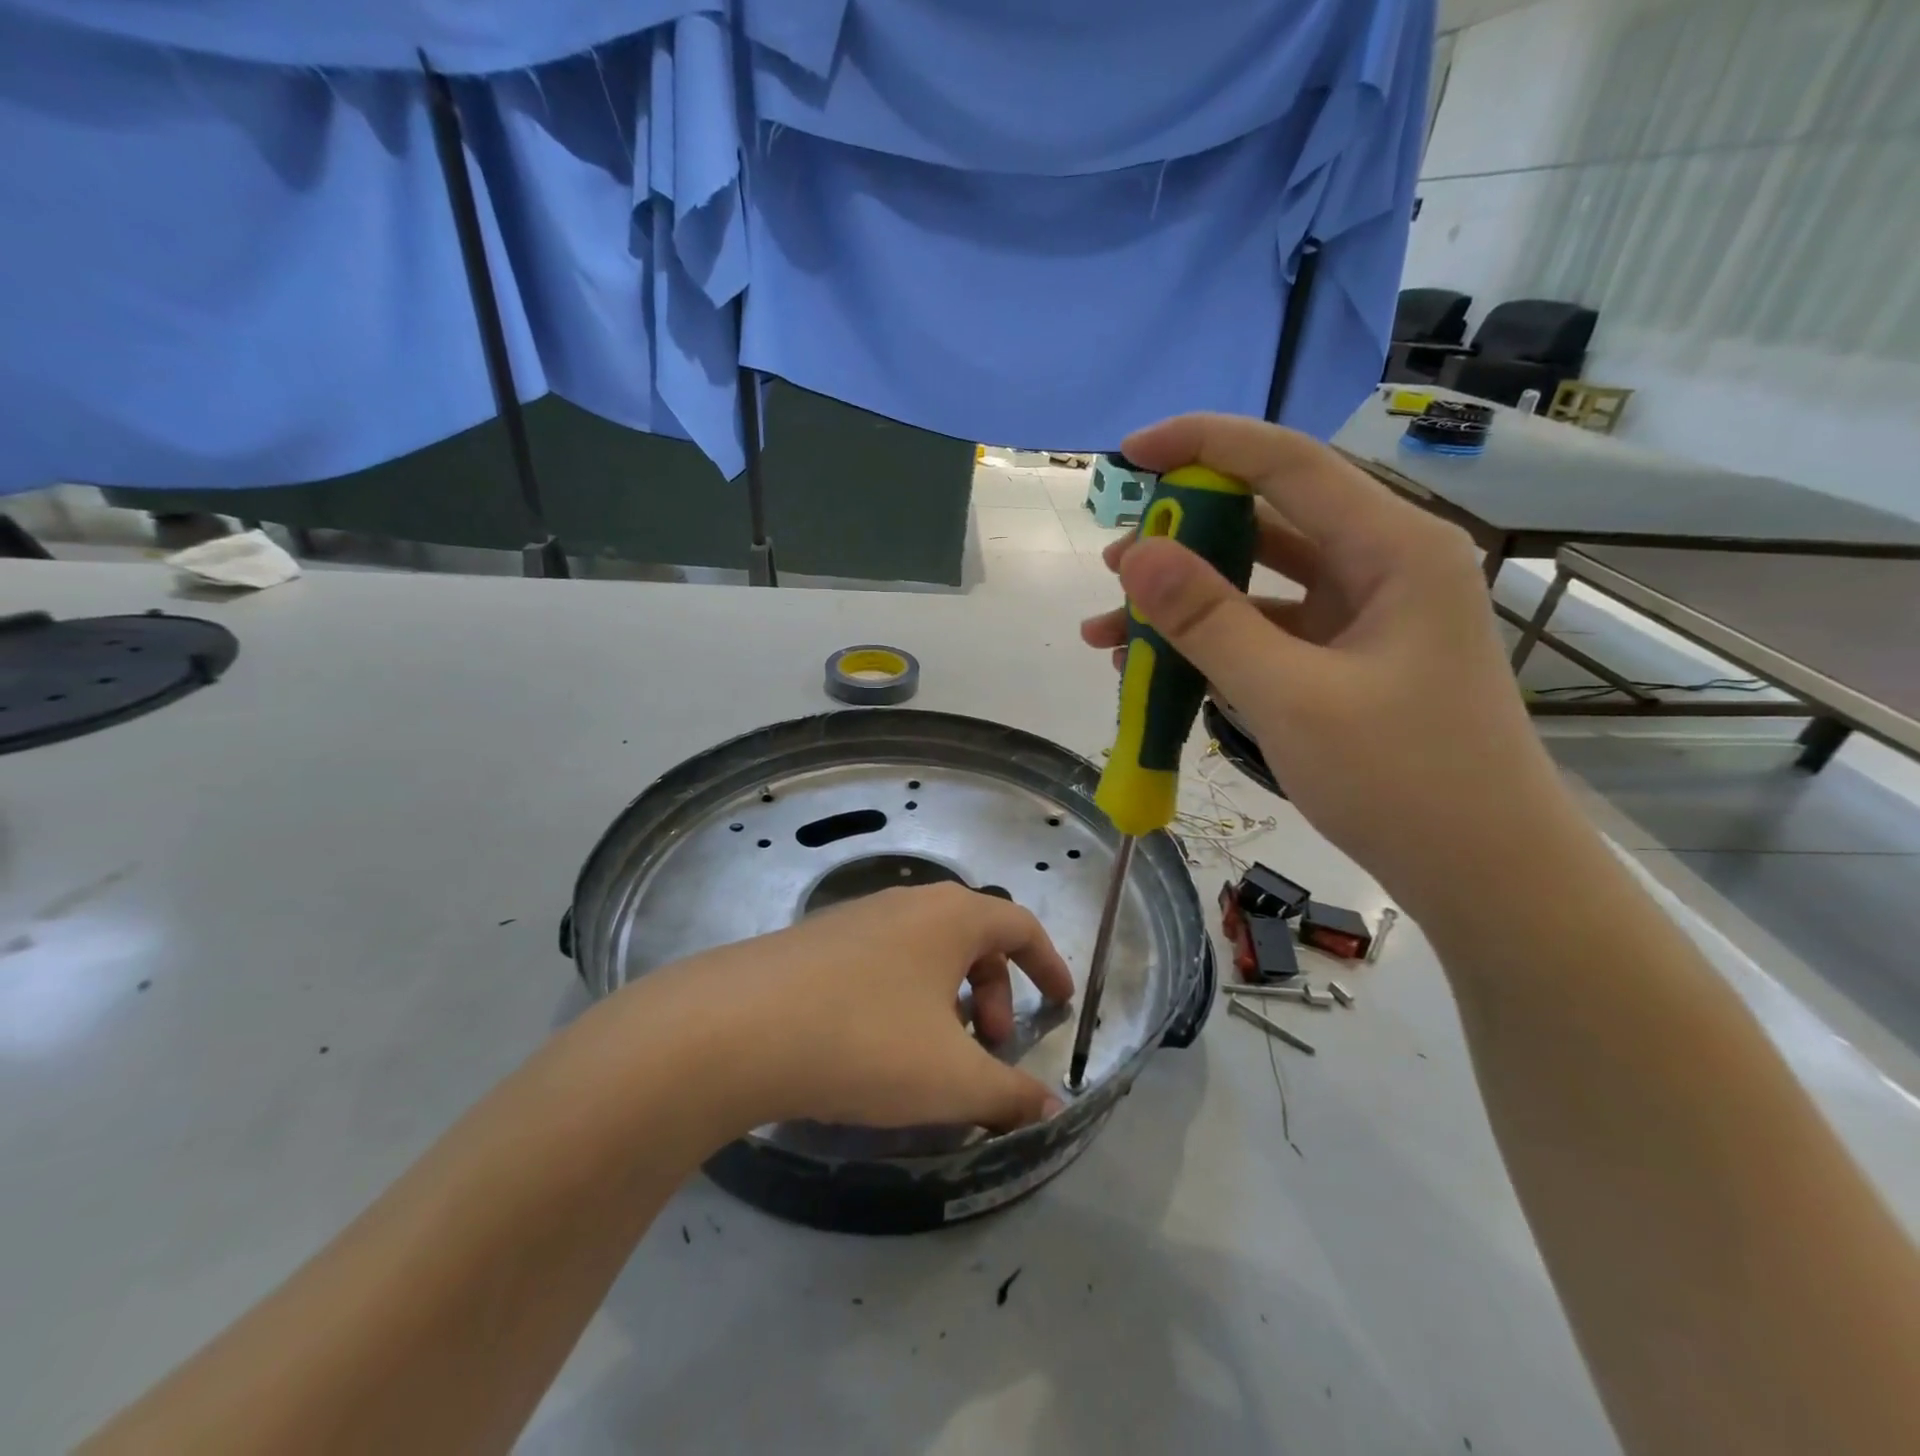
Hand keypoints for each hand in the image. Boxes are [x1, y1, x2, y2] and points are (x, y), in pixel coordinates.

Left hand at [666, 883, 1074, 1134]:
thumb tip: (1051, 1110)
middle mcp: (907, 903)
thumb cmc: (866, 1041)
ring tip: (934, 1054)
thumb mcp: (951, 1079)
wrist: (736, 1028)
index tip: (1062, 1004)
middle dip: (996, 992)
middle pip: (973, 938)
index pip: (1020, 925)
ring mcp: (856, 918)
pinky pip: (883, 962)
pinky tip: (876, 1048)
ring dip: (948, 998)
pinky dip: (904, 997)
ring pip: (925, 952)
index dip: (1049, 964)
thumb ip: (1009, 1095)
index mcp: (951, 917)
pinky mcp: (815, 942)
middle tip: (990, 1048)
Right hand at [1081, 413, 1567, 910]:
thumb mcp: (1289, 697)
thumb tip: (1136, 556)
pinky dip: (1212, 645)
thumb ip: (1209, 621)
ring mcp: (1365, 618)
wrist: (1484, 875)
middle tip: (1114, 566)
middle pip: (1269, 521)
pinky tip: (1154, 669)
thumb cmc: (1402, 780)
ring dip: (1186, 602)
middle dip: (1183, 538)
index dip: (1204, 445)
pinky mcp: (1347, 662)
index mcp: (1394, 550)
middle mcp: (1384, 567)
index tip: (1130, 451)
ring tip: (1109, 629)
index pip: (1288, 465)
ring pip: (1259, 584)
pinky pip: (1267, 634)